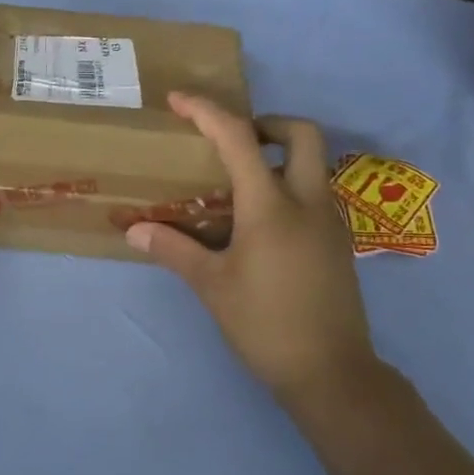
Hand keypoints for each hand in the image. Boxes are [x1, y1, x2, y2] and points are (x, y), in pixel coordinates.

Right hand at [126, 93, 376, 405]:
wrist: (331, 373)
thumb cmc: (265, 325)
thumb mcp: (212, 286)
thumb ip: (174, 249)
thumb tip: (134, 230)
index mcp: (271, 206)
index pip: (239, 139)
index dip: (207, 111)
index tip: (179, 100)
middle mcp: (307, 202)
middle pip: (302, 134)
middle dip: (268, 123)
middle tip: (234, 143)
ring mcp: (330, 221)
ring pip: (314, 163)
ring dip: (281, 155)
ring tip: (241, 183)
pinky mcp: (339, 243)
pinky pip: (316, 193)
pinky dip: (291, 185)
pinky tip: (263, 222)